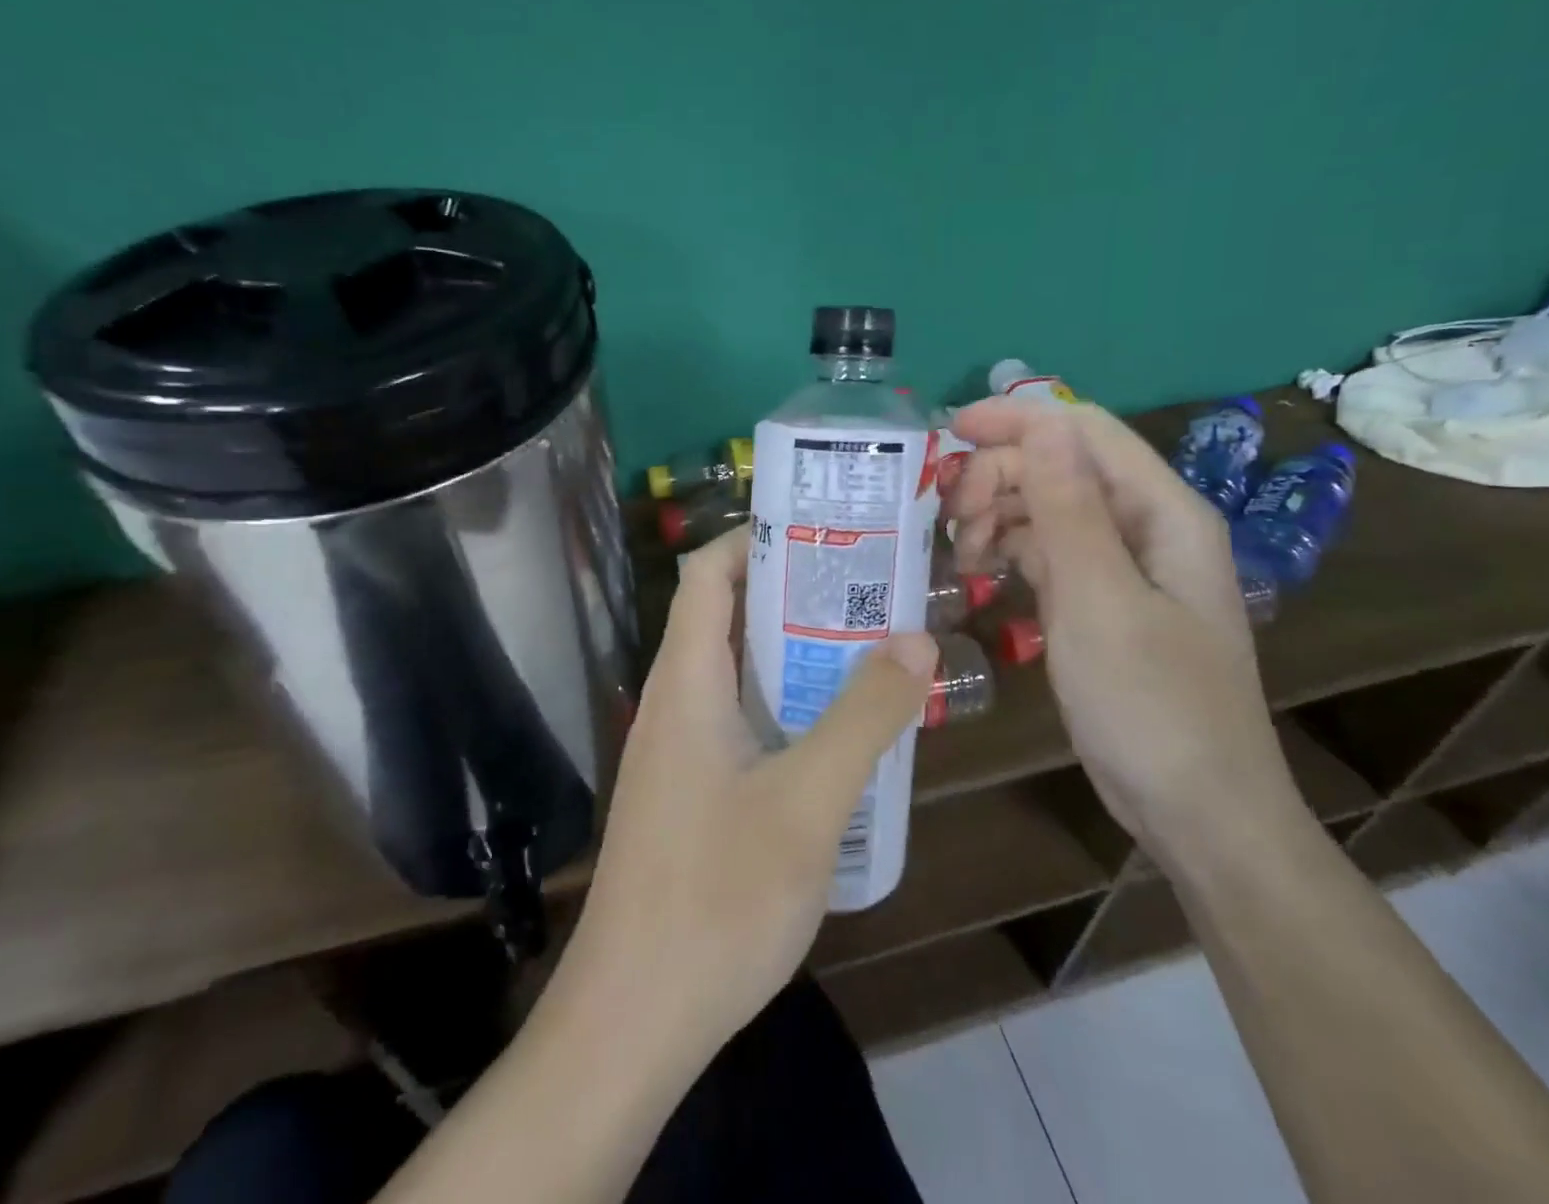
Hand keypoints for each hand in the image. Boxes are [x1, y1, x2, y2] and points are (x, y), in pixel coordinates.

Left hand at [555, 527, 936, 1064]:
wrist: (632, 1020)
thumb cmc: (717, 899)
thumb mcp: (809, 802)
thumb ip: (865, 716)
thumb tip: (915, 637)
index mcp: (686, 681)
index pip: (707, 573)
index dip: (756, 537)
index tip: (824, 529)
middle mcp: (674, 702)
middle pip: (727, 616)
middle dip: (793, 592)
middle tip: (869, 586)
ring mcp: (678, 750)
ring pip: (737, 672)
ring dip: (795, 652)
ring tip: (867, 646)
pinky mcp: (689, 792)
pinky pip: (739, 721)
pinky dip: (785, 705)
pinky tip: (837, 734)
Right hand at [947, 397, 1302, 858]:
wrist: (1196, 812)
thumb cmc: (1152, 706)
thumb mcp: (1100, 601)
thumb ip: (1069, 508)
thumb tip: (1042, 422)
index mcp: (1162, 512)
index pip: (1083, 432)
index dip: (1016, 420)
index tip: (947, 433)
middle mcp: (1145, 526)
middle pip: (1060, 466)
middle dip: (998, 476)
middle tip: (948, 518)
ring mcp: (1122, 566)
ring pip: (1047, 508)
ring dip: (997, 515)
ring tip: (961, 555)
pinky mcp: (1099, 601)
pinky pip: (1047, 552)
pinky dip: (1009, 551)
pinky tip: (979, 572)